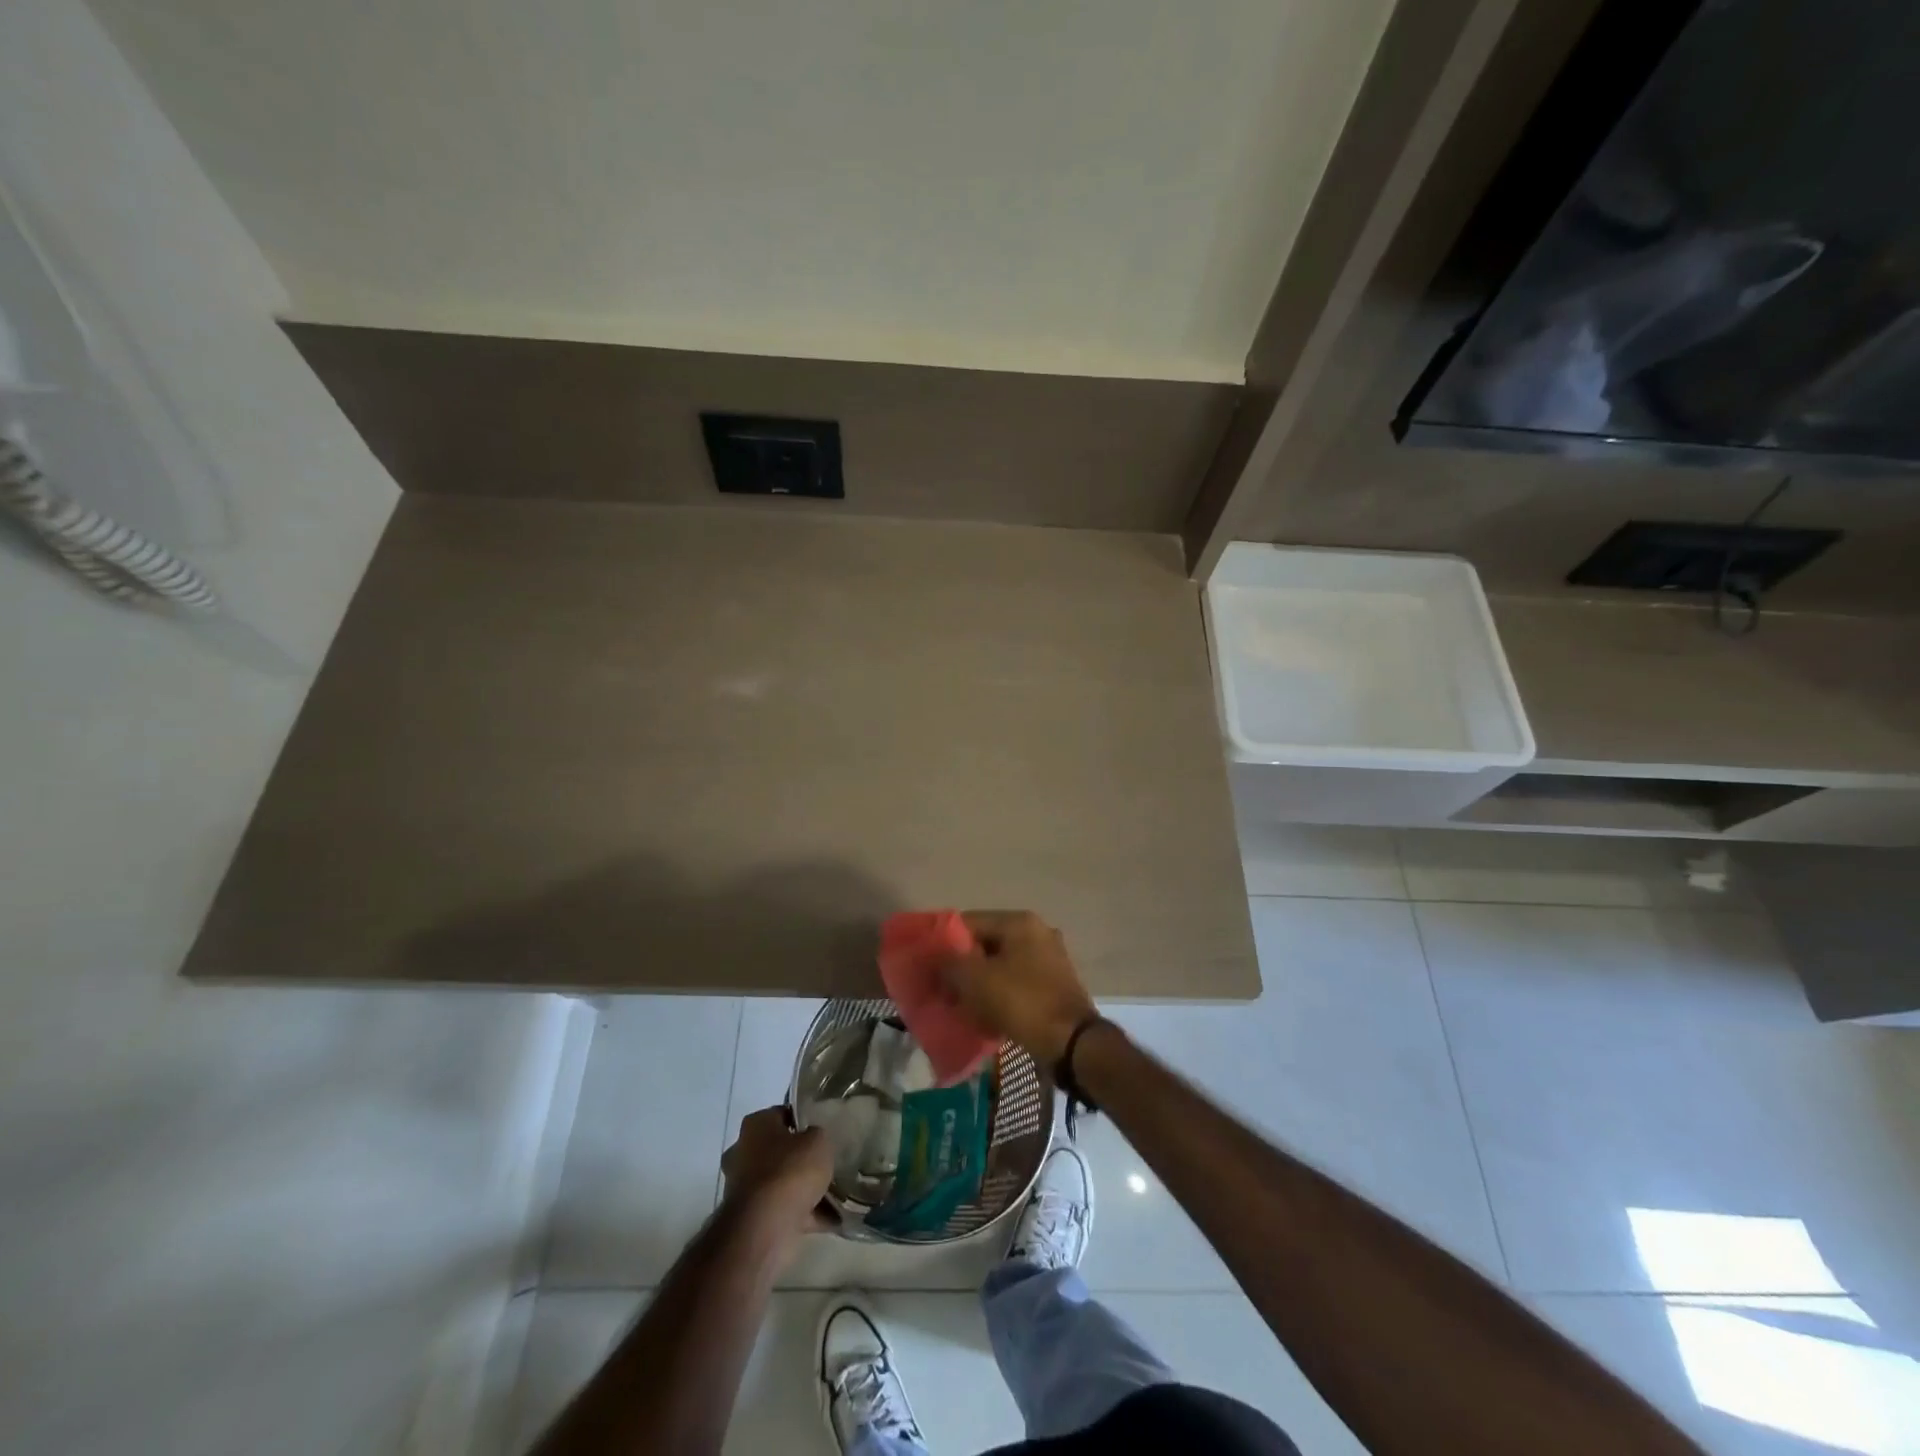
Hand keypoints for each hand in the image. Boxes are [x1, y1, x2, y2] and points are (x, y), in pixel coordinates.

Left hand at [720, 1107, 834, 1238]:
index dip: (803, 1120)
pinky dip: (805, 1215)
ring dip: (803, 1189)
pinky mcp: (751, 1218)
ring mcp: (745, 1188)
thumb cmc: (790, 1171)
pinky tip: (833, 1218)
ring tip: (836, 1192)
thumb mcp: (818, 1141)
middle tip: (827, 1161)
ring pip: (781, 1182)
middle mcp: (743, 1153)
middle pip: (779, 1150)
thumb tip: (813, 1141)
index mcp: (755, 1125)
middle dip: (800, 1158)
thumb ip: (818, 1136)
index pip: (782, 1114)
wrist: (765, 1227)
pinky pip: (784, 1210)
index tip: (823, 1129)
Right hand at [945, 910, 1098, 1064]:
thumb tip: (934, 957)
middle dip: (962, 967)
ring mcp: (1049, 959)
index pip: (969, 922)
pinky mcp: (1054, 985)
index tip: (929, 968)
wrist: (1071, 1043)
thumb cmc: (1021, 1002)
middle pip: (986, 945)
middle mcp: (1037, 933)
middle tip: (943, 991)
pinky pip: (1016, 984)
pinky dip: (999, 996)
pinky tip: (985, 1016)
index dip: (944, 944)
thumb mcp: (975, 980)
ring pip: (1000, 966)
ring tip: (960, 1006)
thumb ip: (948, 963)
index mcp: (1019, 922)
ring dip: (979, 984)